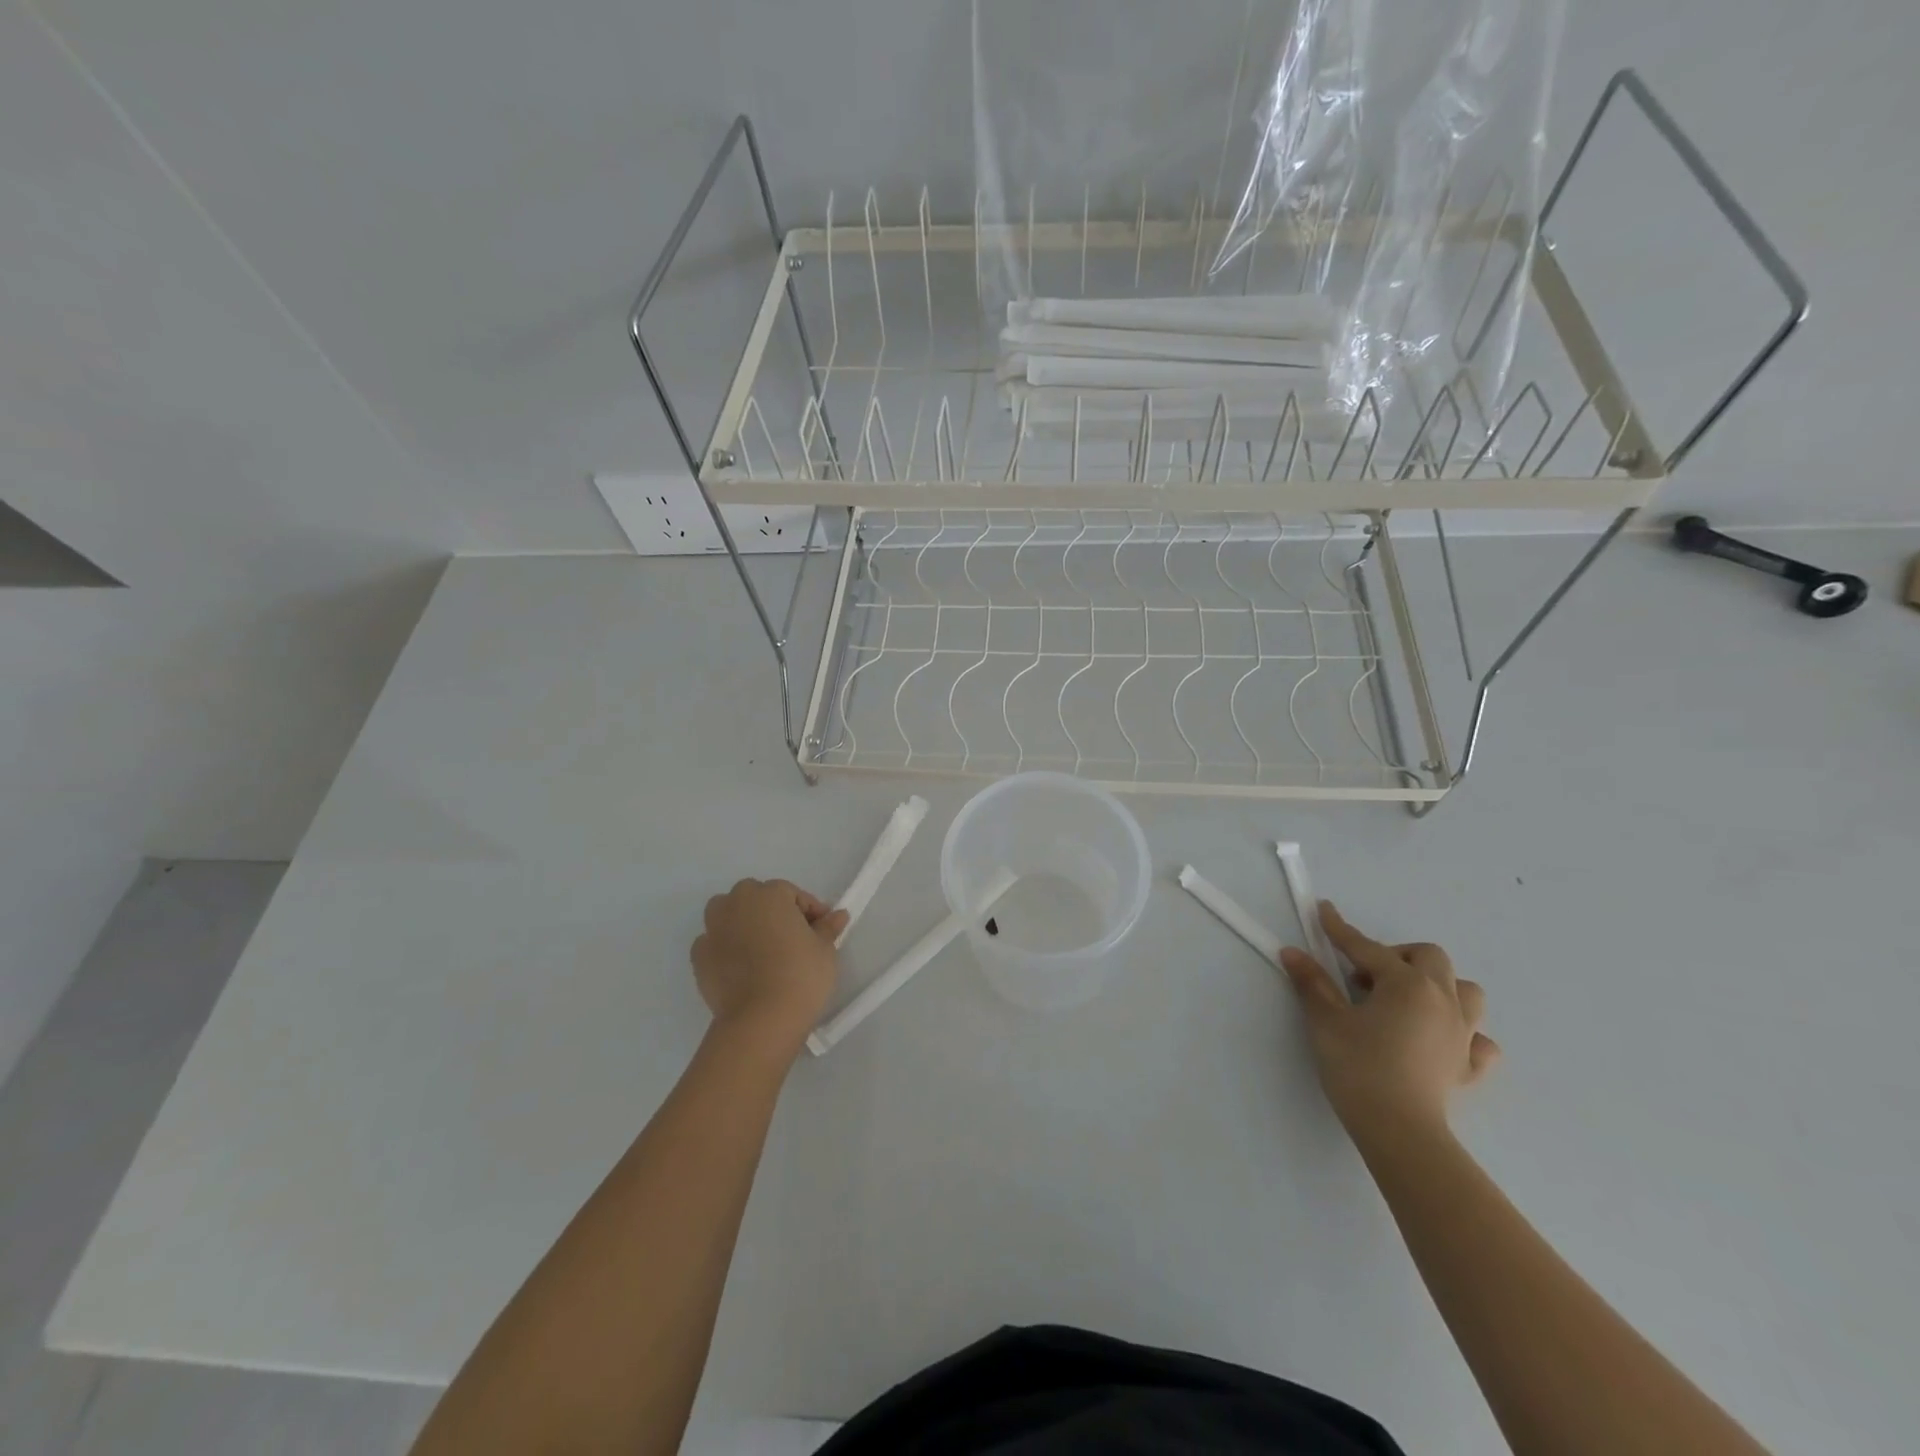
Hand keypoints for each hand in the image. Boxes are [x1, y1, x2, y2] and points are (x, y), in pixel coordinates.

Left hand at [691, 880, 848, 1057]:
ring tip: (762, 949)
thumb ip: (828, 927)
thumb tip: (838, 915)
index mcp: (770, 894)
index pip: (793, 894)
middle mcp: (737, 903)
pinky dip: (726, 948)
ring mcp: (713, 929)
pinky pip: (715, 942)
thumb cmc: (800, 975)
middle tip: (791, 938)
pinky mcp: (699, 956)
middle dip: (773, 911)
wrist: (760, 1020)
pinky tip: (741, 967)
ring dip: (743, 922)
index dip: (810, 912)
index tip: (821, 931)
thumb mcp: (824, 949)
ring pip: (728, 914)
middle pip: (756, 897)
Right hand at [1280, 901, 1498, 1144]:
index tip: (1324, 911)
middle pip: (1428, 957)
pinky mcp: (1469, 1065)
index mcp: (1406, 983)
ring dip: (1437, 986)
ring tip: (1405, 1000)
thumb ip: (1312, 982)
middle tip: (1363, 975)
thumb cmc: (1359, 1067)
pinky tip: (1439, 1039)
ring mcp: (1463, 1033)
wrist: (1399, 1130)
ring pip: (1464, 991)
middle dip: (1396, 956)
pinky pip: (1478, 1039)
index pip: (1367, 947)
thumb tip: (1292, 952)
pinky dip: (1462, 1032)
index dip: (1340, 929)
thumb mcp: (1326, 1020)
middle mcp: (1442, 999)